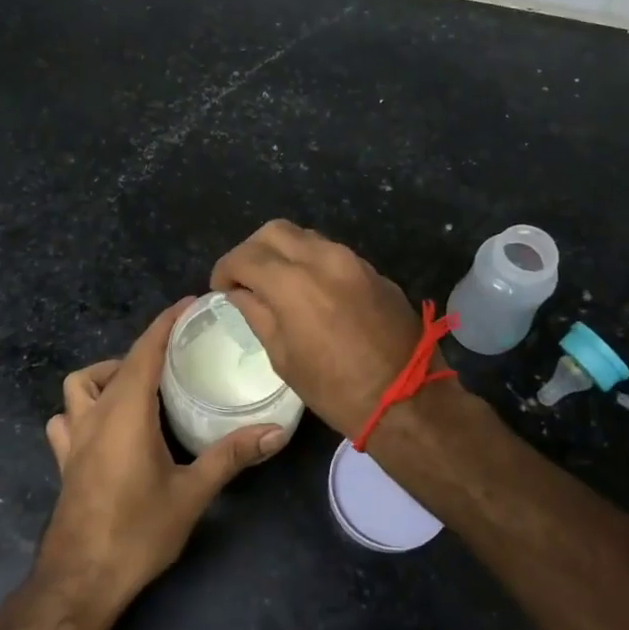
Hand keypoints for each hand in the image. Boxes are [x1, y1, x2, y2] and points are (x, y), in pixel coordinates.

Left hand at [33, 299, 283, 610]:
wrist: (79, 582)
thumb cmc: (137, 533)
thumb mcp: (191, 493)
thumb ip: (231, 456)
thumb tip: (275, 431)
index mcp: (126, 412)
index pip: (145, 351)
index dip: (166, 323)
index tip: (190, 304)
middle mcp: (95, 415)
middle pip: (116, 363)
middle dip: (145, 348)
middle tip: (179, 356)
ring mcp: (73, 439)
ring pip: (79, 386)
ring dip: (106, 376)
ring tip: (139, 388)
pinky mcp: (65, 461)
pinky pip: (67, 418)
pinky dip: (83, 409)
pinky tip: (106, 427)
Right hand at [211, 220, 424, 440]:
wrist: (407, 399)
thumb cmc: (335, 389)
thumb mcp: (284, 358)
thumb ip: (258, 315)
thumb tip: (239, 293)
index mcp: (293, 282)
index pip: (246, 256)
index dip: (226, 269)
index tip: (221, 288)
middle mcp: (324, 258)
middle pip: (275, 231)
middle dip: (253, 250)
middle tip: (246, 278)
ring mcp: (354, 261)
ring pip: (307, 237)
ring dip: (285, 253)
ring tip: (277, 284)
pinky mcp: (375, 272)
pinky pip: (334, 254)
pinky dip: (313, 263)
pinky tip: (313, 293)